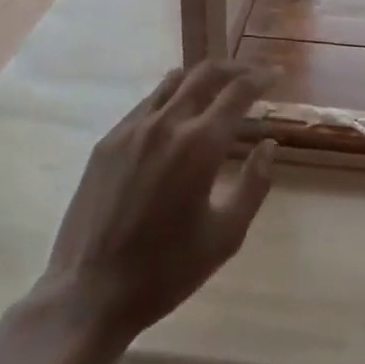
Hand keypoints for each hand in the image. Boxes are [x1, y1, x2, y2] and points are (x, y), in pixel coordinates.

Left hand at [29, 61, 277, 350]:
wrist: (88, 294)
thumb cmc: (165, 271)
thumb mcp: (225, 236)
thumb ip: (254, 185)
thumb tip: (269, 145)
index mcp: (199, 145)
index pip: (238, 91)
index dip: (261, 78)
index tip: (276, 75)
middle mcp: (166, 124)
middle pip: (205, 74)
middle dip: (234, 68)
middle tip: (252, 75)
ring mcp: (132, 129)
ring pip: (173, 82)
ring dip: (201, 77)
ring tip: (217, 87)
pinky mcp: (107, 141)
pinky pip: (147, 103)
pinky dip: (171, 96)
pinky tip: (177, 114)